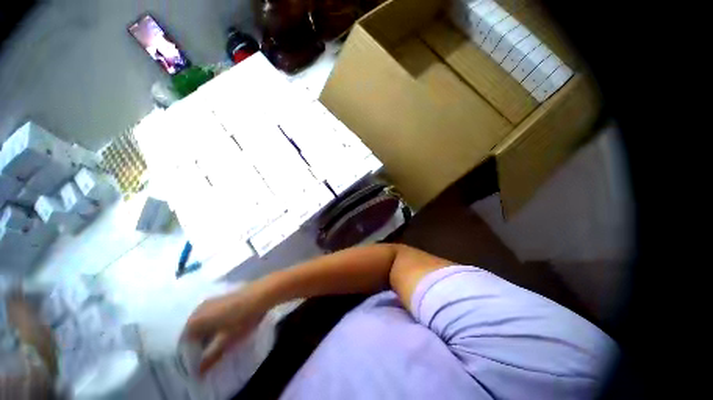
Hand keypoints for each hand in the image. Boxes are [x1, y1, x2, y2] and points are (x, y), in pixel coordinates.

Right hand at [182, 286, 267, 375]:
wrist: (261, 293)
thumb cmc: (242, 318)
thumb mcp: (226, 341)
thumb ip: (210, 357)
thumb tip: (198, 372)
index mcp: (193, 321)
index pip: (184, 344)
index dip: (192, 355)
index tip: (202, 363)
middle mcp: (197, 310)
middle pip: (192, 333)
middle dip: (199, 345)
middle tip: (210, 355)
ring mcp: (209, 302)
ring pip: (202, 323)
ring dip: (207, 334)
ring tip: (217, 343)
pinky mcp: (220, 298)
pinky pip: (210, 315)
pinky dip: (213, 324)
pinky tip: (224, 329)